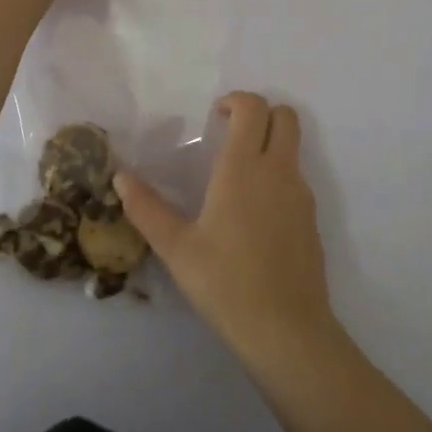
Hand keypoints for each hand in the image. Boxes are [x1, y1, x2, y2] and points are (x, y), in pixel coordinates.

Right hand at [115, 93, 338, 366]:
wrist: (286, 330)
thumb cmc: (226, 283)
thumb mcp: (176, 248)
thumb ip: (147, 209)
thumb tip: (120, 177)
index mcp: (244, 168)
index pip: (254, 108)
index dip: (236, 101)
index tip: (214, 117)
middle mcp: (278, 171)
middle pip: (285, 115)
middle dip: (260, 113)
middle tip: (230, 134)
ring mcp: (301, 194)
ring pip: (293, 147)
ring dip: (269, 144)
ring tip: (235, 177)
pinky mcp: (311, 219)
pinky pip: (296, 179)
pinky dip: (277, 175)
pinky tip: (253, 215)